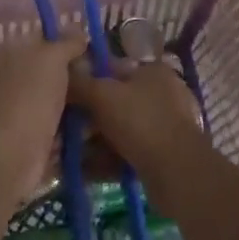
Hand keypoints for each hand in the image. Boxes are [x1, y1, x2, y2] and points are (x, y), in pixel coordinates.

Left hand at [0, 33, 87, 192]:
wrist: (16, 151)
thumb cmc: (32, 94)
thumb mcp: (54, 56)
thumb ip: (68, 41)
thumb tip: (79, 33)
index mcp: (3, 50)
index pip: (39, 37)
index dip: (65, 41)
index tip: (89, 50)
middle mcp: (4, 73)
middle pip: (46, 65)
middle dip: (71, 70)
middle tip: (97, 74)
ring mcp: (13, 102)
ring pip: (51, 91)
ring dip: (72, 95)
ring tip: (96, 96)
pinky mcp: (24, 128)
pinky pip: (52, 116)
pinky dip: (67, 117)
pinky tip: (87, 118)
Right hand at [74, 62, 208, 185]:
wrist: (177, 172)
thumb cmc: (140, 121)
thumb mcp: (103, 95)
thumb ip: (80, 83)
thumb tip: (61, 71)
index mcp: (152, 71)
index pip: (111, 68)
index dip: (86, 80)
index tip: (63, 96)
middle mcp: (160, 94)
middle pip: (114, 102)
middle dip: (87, 117)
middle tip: (62, 130)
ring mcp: (163, 126)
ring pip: (118, 130)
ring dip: (93, 142)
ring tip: (67, 155)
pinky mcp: (161, 155)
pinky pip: (126, 152)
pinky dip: (106, 160)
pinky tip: (84, 171)